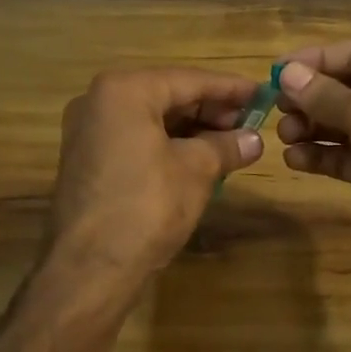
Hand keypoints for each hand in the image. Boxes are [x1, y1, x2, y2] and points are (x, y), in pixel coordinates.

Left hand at [49, 68, 263, 289]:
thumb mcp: (197, 170)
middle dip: (211, 110)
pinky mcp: (88, 160)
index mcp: (124, 91)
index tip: (262, 93)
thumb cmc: (147, 206)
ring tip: (231, 142)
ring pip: (153, 118)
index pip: (189, 80)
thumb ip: (227, 146)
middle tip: (250, 122)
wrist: (89, 271)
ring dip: (193, 129)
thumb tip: (254, 140)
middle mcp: (99, 101)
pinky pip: (137, 138)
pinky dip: (169, 144)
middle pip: (169, 95)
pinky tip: (200, 158)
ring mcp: (89, 131)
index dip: (230, 89)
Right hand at [274, 42, 350, 282]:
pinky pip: (343, 156)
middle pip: (346, 87)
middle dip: (310, 96)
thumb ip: (326, 94)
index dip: (315, 60)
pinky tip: (295, 160)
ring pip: (341, 123)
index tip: (276, 71)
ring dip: (311, 126)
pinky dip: (320, 155)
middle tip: (275, 108)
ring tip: (284, 135)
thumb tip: (287, 74)